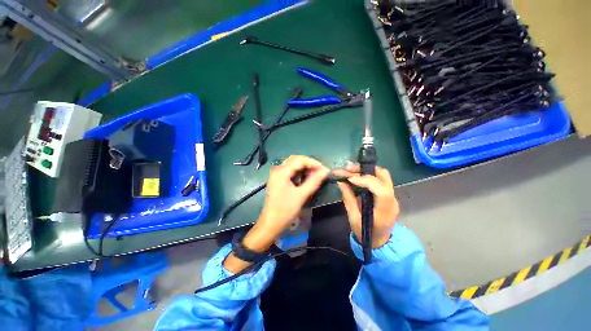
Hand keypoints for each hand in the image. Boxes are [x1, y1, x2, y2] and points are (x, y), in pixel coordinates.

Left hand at [225, 155, 328, 272]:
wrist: (270, 224)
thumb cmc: (285, 210)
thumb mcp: (301, 195)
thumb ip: (314, 181)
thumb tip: (326, 171)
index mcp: (281, 171)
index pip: (300, 160)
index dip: (314, 163)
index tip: (325, 170)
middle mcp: (277, 169)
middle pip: (295, 159)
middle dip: (309, 163)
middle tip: (320, 171)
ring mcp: (276, 174)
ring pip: (293, 164)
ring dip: (304, 167)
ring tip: (315, 174)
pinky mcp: (277, 179)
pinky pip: (290, 171)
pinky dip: (299, 172)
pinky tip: (306, 177)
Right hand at [334, 162, 398, 248]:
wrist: (380, 242)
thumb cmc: (366, 233)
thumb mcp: (353, 219)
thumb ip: (348, 199)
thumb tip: (341, 182)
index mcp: (385, 210)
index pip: (381, 190)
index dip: (366, 181)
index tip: (349, 178)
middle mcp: (392, 200)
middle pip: (383, 176)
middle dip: (364, 170)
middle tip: (347, 168)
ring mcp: (391, 196)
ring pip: (381, 175)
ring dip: (365, 170)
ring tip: (349, 169)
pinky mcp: (387, 194)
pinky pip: (378, 179)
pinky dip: (366, 174)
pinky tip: (354, 174)